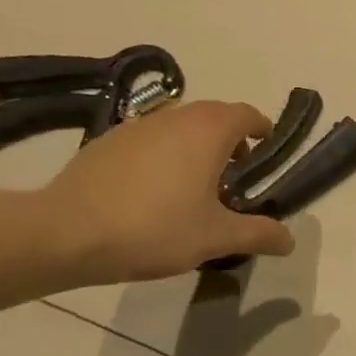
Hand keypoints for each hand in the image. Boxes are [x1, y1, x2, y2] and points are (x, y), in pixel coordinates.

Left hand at [40, 100, 295, 283]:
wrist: (65, 233)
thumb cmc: (154, 228)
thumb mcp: (215, 237)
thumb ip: (258, 234)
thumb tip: (290, 241)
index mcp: (209, 130)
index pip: (248, 114)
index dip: (263, 131)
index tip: (266, 156)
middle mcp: (177, 116)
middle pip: (216, 117)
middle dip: (231, 142)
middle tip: (233, 180)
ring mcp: (139, 125)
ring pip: (181, 127)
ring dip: (196, 147)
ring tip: (193, 189)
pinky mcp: (109, 140)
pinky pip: (151, 139)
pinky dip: (164, 155)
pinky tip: (152, 193)